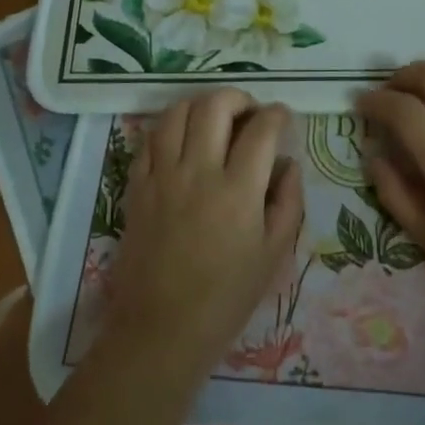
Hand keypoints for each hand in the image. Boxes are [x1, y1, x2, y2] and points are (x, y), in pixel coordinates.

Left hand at [106, 88, 303, 377]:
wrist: (162, 327)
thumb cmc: (227, 296)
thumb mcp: (274, 253)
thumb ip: (288, 200)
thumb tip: (288, 163)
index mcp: (238, 190)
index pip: (261, 129)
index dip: (277, 114)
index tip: (282, 118)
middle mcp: (198, 172)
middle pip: (215, 105)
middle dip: (239, 97)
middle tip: (249, 113)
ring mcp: (162, 176)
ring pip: (176, 112)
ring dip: (200, 105)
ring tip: (214, 120)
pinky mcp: (136, 186)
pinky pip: (149, 139)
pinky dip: (169, 128)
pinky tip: (182, 140)